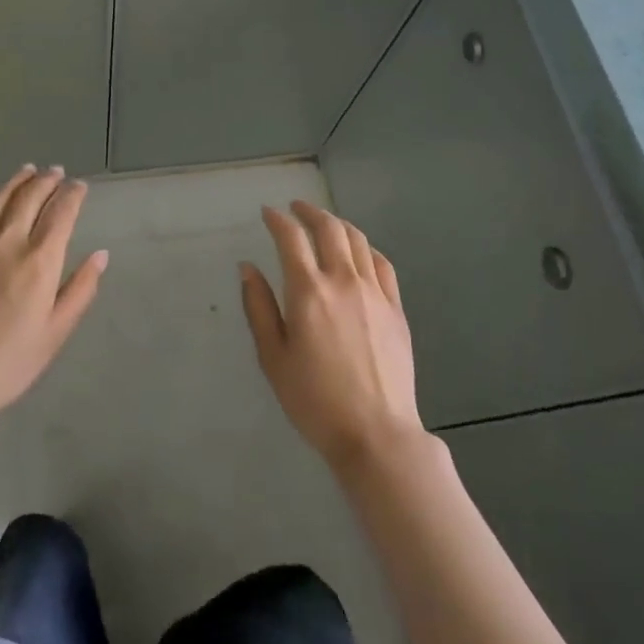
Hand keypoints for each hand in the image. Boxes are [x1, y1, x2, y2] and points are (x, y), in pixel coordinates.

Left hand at [0, 165, 107, 419]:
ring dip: (16, 181)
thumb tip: (101, 255)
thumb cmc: (10, 362)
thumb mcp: (56, 332)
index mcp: (40, 260)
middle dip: (48, 180)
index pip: (62, 211)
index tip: (80, 187)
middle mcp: (8, 240)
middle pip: (31, 196)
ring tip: (28, 171)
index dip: (73, 194)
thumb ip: (81, 289)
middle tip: (57, 172)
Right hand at [240, 201, 423, 470]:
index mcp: (309, 291)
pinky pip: (382, 264)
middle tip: (296, 209)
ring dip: (337, 224)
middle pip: (329, 228)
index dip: (277, 219)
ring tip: (325, 224)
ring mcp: (374, 292)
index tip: (267, 213)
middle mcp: (343, 281)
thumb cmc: (314, 401)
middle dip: (309, 212)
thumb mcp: (273, 358)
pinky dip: (366, 248)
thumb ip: (259, 307)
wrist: (376, 434)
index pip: (291, 238)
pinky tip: (359, 253)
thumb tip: (247, 267)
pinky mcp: (396, 308)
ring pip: (358, 240)